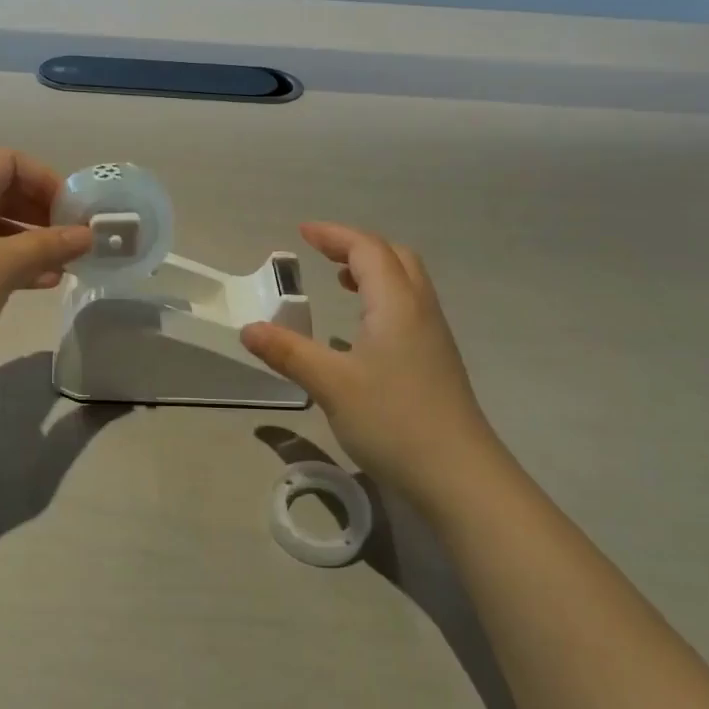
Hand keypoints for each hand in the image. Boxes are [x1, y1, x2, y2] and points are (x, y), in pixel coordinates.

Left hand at [0, 151, 90, 399]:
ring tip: (65, 265)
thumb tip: (87, 234)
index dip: (46, 180)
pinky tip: (40, 284)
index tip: (73, 214)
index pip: (9, 162)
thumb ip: (47, 246)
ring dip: (31, 241)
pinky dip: (11, 263)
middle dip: (42, 213)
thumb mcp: (0, 268)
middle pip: (2, 191)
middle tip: (74, 241)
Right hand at [242, 223, 495, 504]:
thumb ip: (289, 352)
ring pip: (406, 283)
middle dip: (357, 246)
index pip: (367, 249)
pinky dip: (382, 298)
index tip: (302, 233)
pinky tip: (361, 331)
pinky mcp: (436, 361)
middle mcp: (420, 310)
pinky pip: (409, 309)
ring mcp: (433, 336)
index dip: (334, 235)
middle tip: (323, 253)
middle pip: (394, 257)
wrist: (459, 476)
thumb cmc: (393, 421)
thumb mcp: (331, 385)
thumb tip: (249, 329)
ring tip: (342, 281)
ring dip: (374, 271)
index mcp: (396, 304)